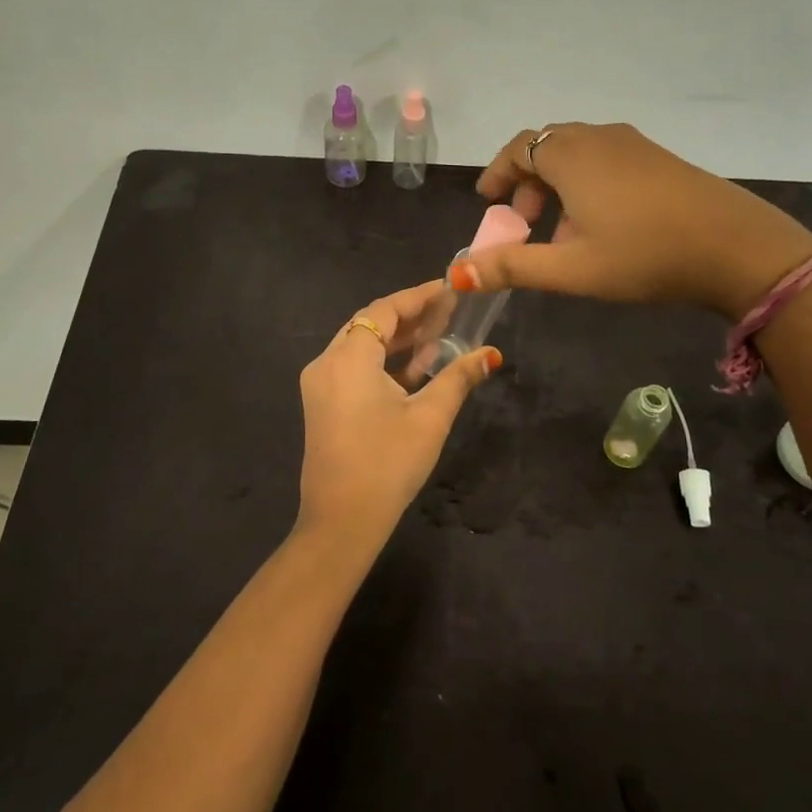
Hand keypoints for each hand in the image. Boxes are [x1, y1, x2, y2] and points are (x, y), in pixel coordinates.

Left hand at [296, 280, 500, 551]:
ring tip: (439, 336)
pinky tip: (416, 369)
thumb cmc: (387, 464)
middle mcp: (326, 363)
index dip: (418, 297)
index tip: (449, 289)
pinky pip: (354, 368)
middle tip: (450, 311)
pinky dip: (383, 363)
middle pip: (370, 324)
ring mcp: (320, 385)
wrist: (341, 522)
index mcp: (348, 358)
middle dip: (410, 317)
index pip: (384, 310)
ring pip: (361, 346)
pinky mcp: (322, 404)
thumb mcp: (430, 417)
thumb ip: (458, 378)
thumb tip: (491, 355)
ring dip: (398, 341)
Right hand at [453, 123, 811, 319]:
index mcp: (571, 155)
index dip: (497, 173)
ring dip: (559, 185)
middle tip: (524, 221)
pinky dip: (588, 183)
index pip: (519, 149)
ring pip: (580, 154)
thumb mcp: (571, 268)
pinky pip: (607, 159)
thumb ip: (512, 268)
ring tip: (563, 231)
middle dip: (527, 182)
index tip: (488, 202)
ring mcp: (634, 144)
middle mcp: (599, 137)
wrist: (735, 247)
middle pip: (547, 147)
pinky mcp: (659, 157)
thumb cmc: (644, 255)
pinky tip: (603, 224)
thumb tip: (456, 273)